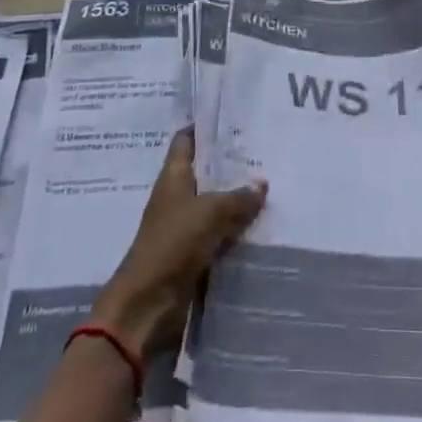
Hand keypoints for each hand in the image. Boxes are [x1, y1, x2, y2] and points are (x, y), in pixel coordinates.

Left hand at [91, 129, 266, 356]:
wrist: (147, 306)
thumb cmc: (172, 245)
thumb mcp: (209, 212)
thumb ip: (238, 196)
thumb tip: (262, 183)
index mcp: (172, 177)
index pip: (186, 140)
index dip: (205, 126)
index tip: (233, 115)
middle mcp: (178, 197)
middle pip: (206, 172)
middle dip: (232, 162)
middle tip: (267, 148)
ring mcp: (186, 226)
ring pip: (217, 203)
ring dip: (239, 197)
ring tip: (274, 181)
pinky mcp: (196, 253)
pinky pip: (221, 233)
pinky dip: (239, 228)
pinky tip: (266, 222)